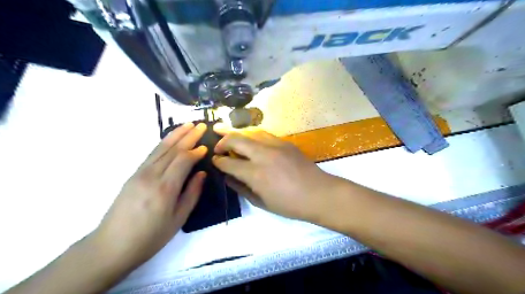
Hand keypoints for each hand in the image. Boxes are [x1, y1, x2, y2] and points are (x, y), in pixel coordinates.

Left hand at [92, 123, 207, 269]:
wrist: (112, 246)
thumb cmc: (151, 237)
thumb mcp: (178, 219)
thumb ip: (192, 193)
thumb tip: (201, 173)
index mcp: (165, 188)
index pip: (183, 160)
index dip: (196, 151)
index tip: (207, 146)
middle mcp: (151, 175)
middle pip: (172, 149)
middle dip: (188, 136)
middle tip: (201, 125)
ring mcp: (140, 173)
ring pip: (160, 148)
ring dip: (175, 135)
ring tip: (188, 125)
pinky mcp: (133, 174)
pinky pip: (152, 154)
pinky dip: (163, 143)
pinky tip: (170, 139)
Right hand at [210, 123, 338, 221]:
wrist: (318, 194)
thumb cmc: (289, 204)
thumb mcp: (261, 202)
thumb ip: (241, 188)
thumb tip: (228, 177)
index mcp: (255, 173)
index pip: (228, 162)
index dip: (218, 161)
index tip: (214, 160)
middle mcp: (263, 154)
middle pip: (236, 139)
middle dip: (222, 141)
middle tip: (218, 147)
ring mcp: (275, 145)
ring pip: (250, 131)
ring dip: (237, 133)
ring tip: (228, 135)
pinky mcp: (285, 142)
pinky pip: (264, 133)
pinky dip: (252, 135)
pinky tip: (250, 139)